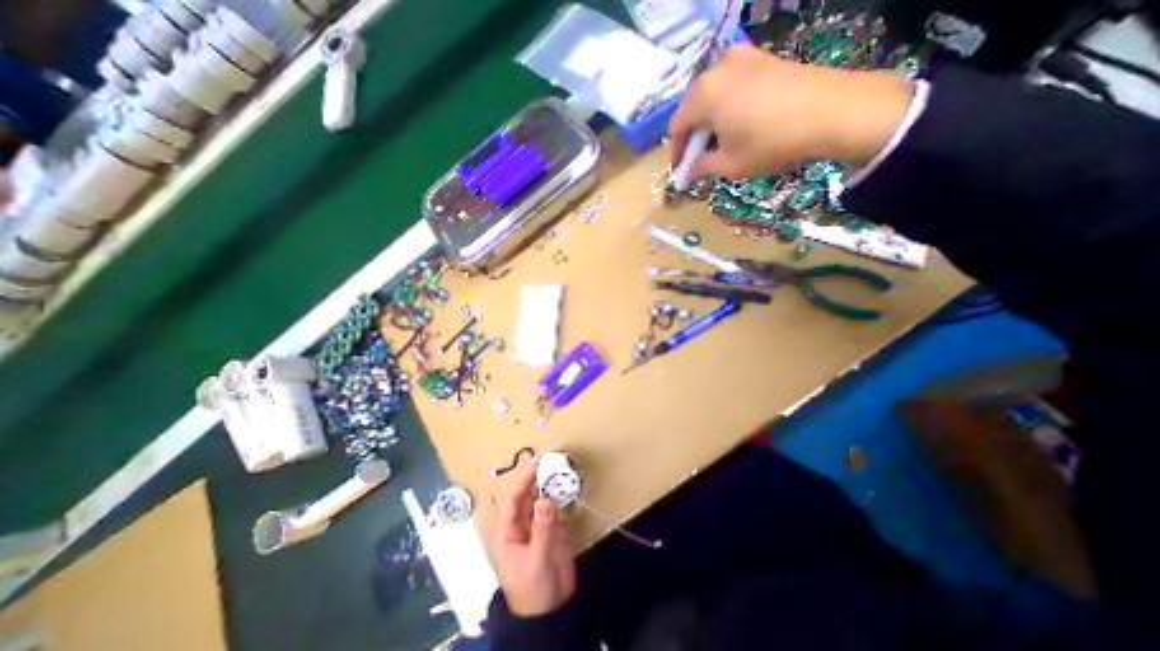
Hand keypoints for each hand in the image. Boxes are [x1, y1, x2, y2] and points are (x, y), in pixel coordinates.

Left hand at [491, 462, 577, 614]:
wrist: (553, 612)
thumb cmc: (534, 589)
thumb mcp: (537, 559)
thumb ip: (542, 529)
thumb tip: (546, 498)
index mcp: (509, 531)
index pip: (514, 499)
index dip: (524, 480)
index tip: (537, 462)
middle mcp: (523, 523)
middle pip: (529, 495)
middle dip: (539, 478)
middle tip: (553, 460)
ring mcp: (539, 525)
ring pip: (544, 499)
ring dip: (552, 485)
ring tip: (563, 468)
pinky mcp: (554, 529)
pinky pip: (557, 508)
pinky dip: (562, 496)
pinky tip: (569, 485)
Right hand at [672, 43, 915, 180]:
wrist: (832, 111)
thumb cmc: (771, 143)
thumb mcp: (729, 165)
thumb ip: (701, 168)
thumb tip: (688, 173)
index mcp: (703, 95)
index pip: (677, 126)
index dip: (676, 151)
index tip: (681, 169)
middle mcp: (717, 69)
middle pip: (692, 107)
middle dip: (693, 134)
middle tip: (700, 157)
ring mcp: (742, 57)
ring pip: (712, 94)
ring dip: (709, 119)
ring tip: (720, 141)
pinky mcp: (762, 57)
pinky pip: (732, 83)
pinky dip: (727, 104)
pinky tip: (739, 121)